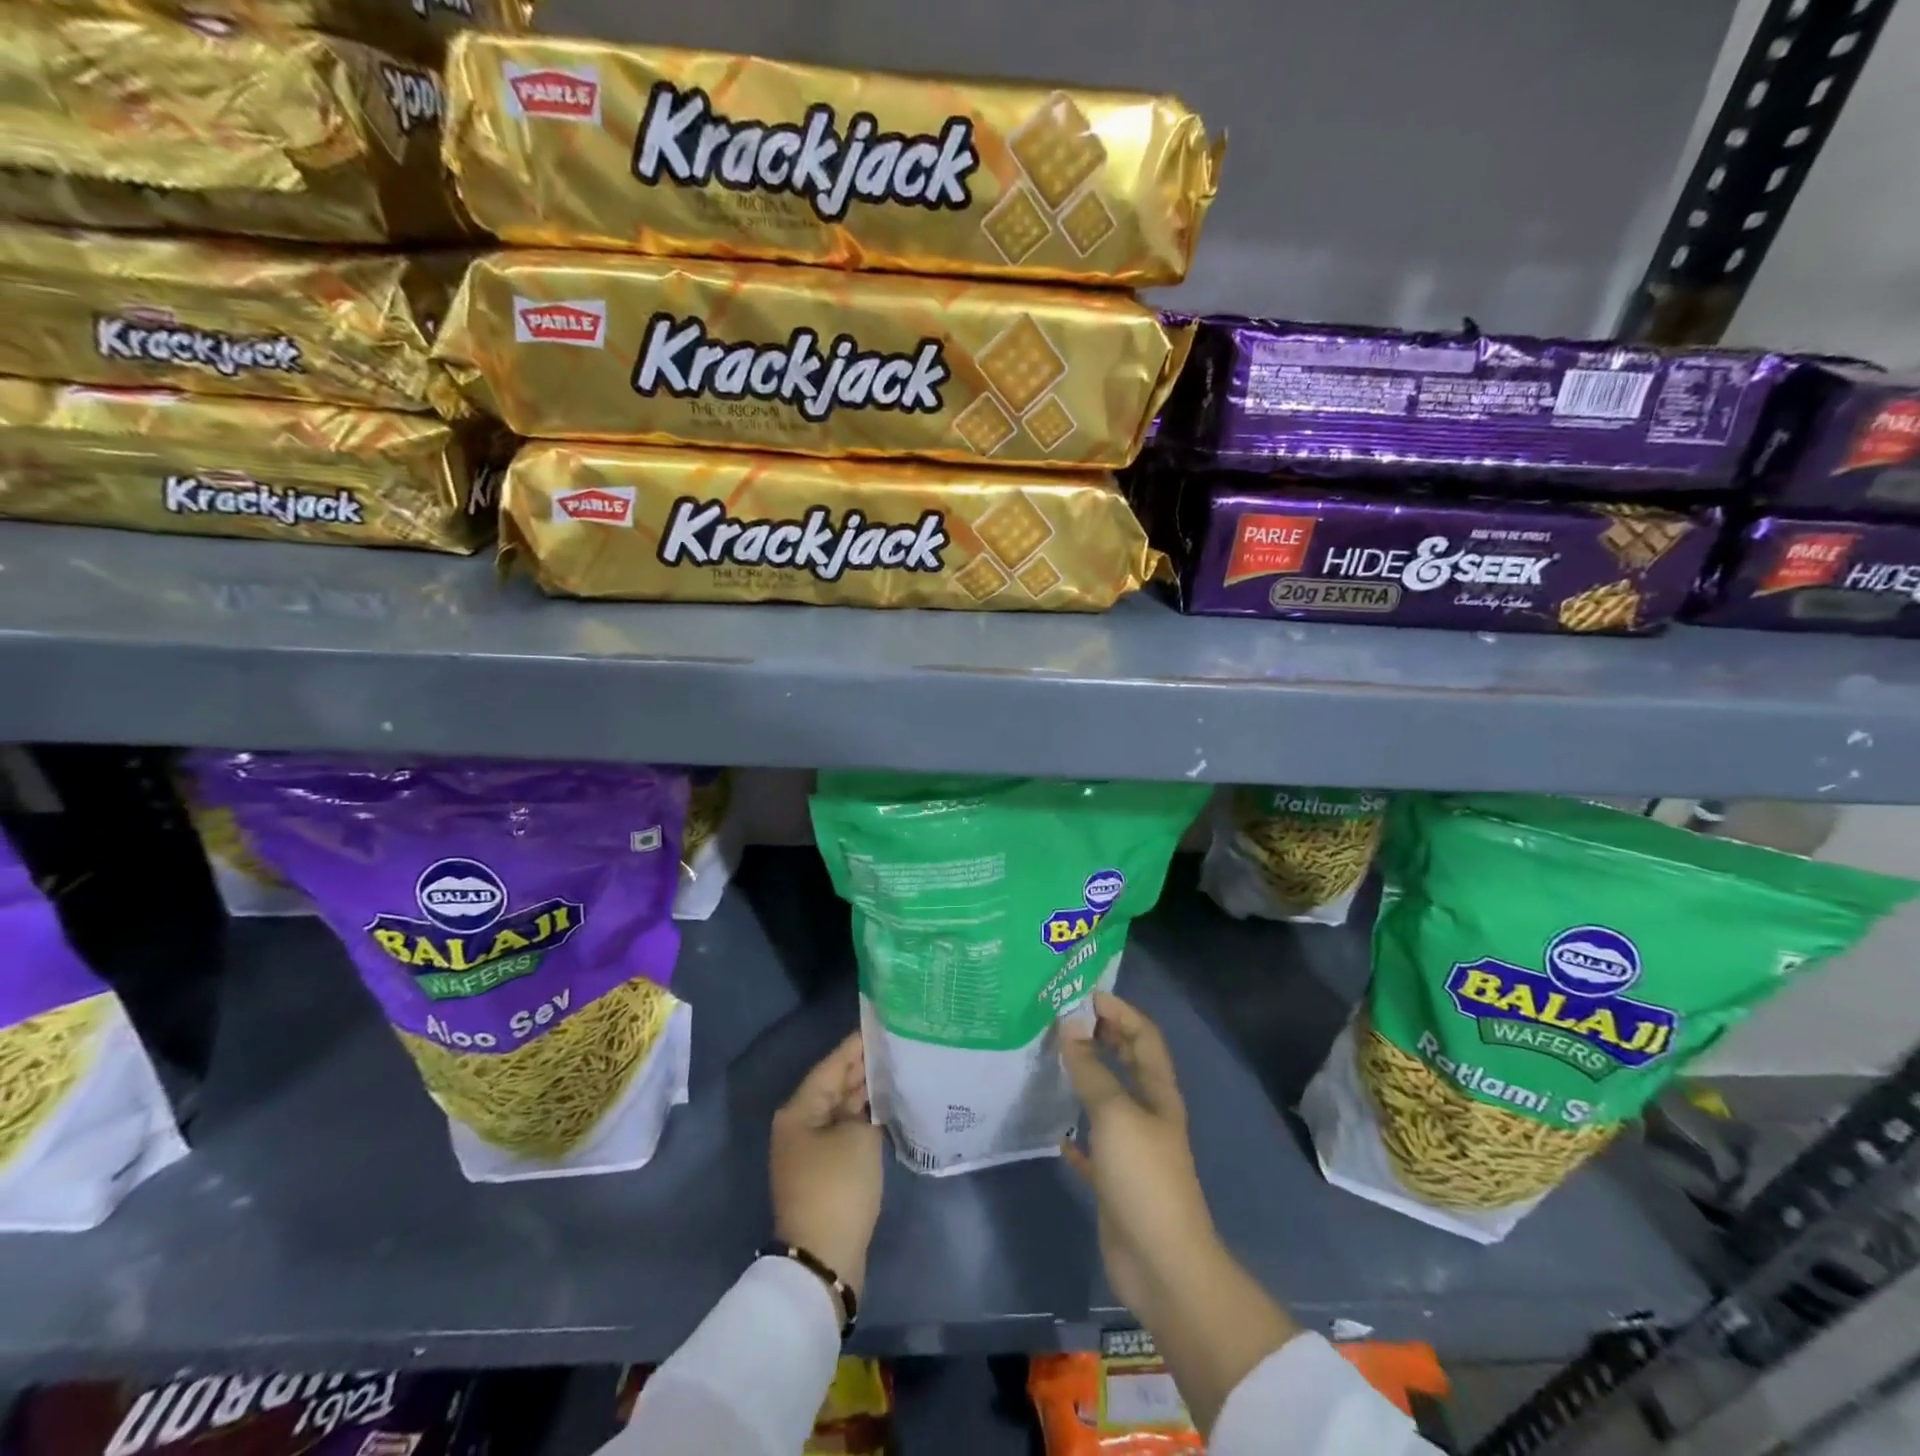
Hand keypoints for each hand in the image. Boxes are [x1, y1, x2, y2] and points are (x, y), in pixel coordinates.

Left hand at [770, 1031, 883, 1305]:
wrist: (823, 1260)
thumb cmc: (838, 1187)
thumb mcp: (858, 1137)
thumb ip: (867, 1105)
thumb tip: (870, 1095)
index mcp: (799, 1110)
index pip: (832, 1065)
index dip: (857, 1045)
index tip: (882, 1025)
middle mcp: (800, 1125)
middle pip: (835, 1085)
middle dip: (864, 1068)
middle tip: (897, 1046)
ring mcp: (811, 1150)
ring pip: (841, 1109)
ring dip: (866, 1094)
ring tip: (898, 1070)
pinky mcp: (825, 1172)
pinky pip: (845, 1132)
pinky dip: (864, 1119)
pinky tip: (889, 1108)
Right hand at [1059, 993, 1220, 1313]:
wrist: (1162, 1264)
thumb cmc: (1143, 1177)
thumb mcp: (1115, 1114)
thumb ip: (1091, 1071)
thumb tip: (1070, 1026)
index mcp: (1158, 1092)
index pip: (1143, 1035)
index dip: (1119, 1010)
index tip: (1084, 994)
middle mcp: (1148, 1113)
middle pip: (1128, 1062)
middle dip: (1103, 1036)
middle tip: (1064, 1021)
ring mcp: (1133, 1148)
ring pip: (1108, 1100)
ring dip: (1087, 1078)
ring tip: (1053, 1060)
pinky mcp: (1115, 1181)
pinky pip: (1093, 1146)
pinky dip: (1076, 1134)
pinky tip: (1055, 1131)